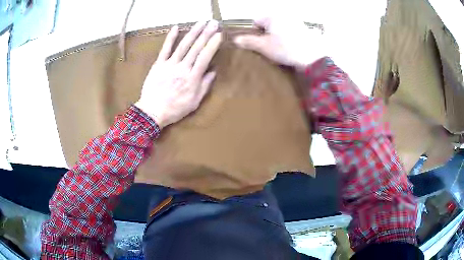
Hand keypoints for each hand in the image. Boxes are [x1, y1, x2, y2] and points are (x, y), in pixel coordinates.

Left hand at [135, 21, 221, 128]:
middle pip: (196, 48)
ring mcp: (169, 65)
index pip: (205, 57)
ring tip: (201, 22)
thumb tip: (213, 71)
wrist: (152, 112)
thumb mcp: (194, 102)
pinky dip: (170, 38)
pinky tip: (176, 27)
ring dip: (193, 32)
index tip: (219, 34)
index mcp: (192, 78)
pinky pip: (165, 49)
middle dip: (206, 34)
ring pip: (183, 45)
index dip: (212, 44)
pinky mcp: (158, 64)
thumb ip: (204, 85)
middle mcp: (182, 68)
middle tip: (213, 22)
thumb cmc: (175, 109)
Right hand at [234, 17, 324, 68]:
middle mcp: (284, 15)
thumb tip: (235, 40)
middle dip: (266, 35)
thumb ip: (248, 41)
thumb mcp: (264, 46)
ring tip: (281, 49)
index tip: (260, 44)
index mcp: (273, 16)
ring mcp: (295, 21)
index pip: (256, 21)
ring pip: (279, 28)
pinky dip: (287, 38)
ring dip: (276, 37)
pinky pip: (289, 31)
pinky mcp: (304, 29)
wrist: (312, 58)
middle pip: (268, 24)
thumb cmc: (286, 49)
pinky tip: (290, 48)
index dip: (255, 33)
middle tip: (270, 47)